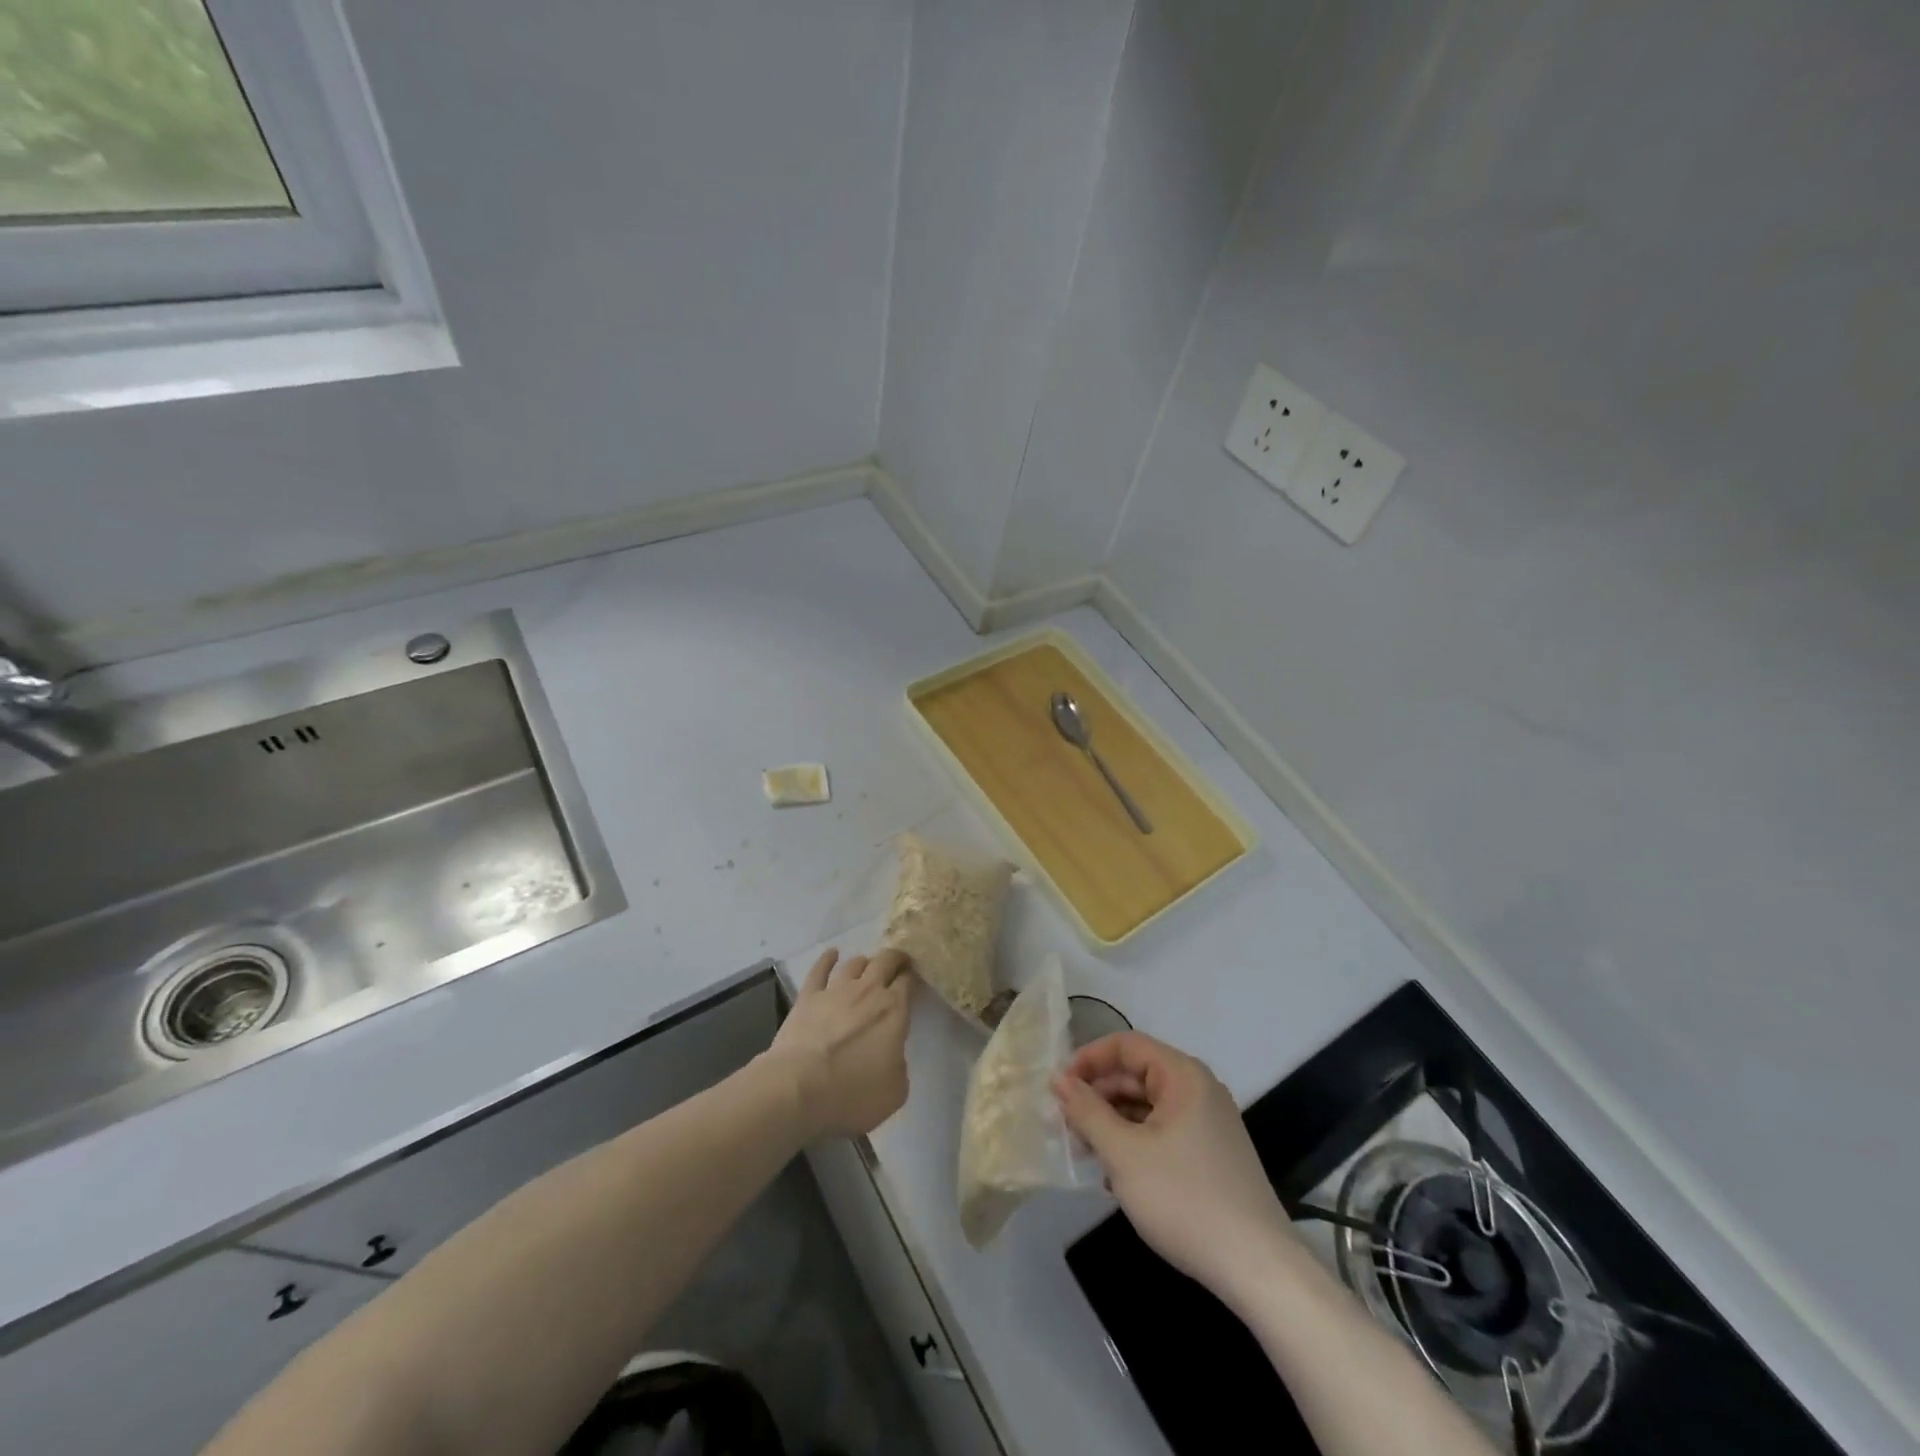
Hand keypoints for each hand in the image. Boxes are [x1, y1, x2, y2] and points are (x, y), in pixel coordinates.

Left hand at [766, 948, 912, 1139]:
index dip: (913, 977)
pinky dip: (827, 959)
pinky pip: (819, 970)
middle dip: (895, 959)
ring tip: (868, 966)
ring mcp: (835, 990)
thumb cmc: (852, 1092)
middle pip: (885, 961)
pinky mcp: (808, 997)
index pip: (908, 981)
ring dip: (865, 962)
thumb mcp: (895, 1091)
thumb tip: (891, 1055)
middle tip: (899, 963)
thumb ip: (899, 1065)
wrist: (799, 1087)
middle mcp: (867, 991)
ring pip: (854, 963)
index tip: (915, 979)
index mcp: (894, 1010)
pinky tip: (832, 954)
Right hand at [1054, 1031, 1288, 1295]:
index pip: (1125, 1046)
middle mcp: (1198, 1089)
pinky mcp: (1210, 1154)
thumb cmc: (1185, 1200)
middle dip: (1096, 1096)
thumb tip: (1058, 1080)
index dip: (1087, 1060)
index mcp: (1182, 1075)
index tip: (1057, 1089)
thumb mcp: (1124, 1154)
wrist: (1258, 1269)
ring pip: (1146, 1106)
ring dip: (1111, 1122)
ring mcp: (1208, 1122)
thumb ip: (1087, 1111)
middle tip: (1064, 1126)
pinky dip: (1134, 1142)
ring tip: (1084, 1152)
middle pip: (1136, 1075)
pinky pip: (1162, 1131)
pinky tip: (1114, 1174)